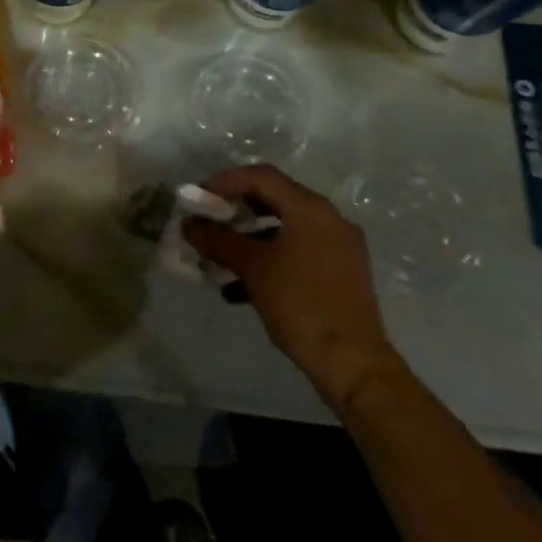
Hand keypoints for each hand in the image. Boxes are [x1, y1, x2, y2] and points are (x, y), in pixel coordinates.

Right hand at [185, 164, 405, 412]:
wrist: (353, 364)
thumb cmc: (300, 304)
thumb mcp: (252, 268)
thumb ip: (218, 240)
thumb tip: (188, 224)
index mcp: (310, 209)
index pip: (260, 176)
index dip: (224, 181)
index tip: (198, 198)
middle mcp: (329, 219)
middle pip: (273, 199)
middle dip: (235, 210)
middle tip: (207, 223)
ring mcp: (338, 247)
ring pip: (284, 229)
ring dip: (248, 239)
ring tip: (218, 259)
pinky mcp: (340, 274)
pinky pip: (297, 252)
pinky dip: (268, 259)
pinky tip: (240, 289)